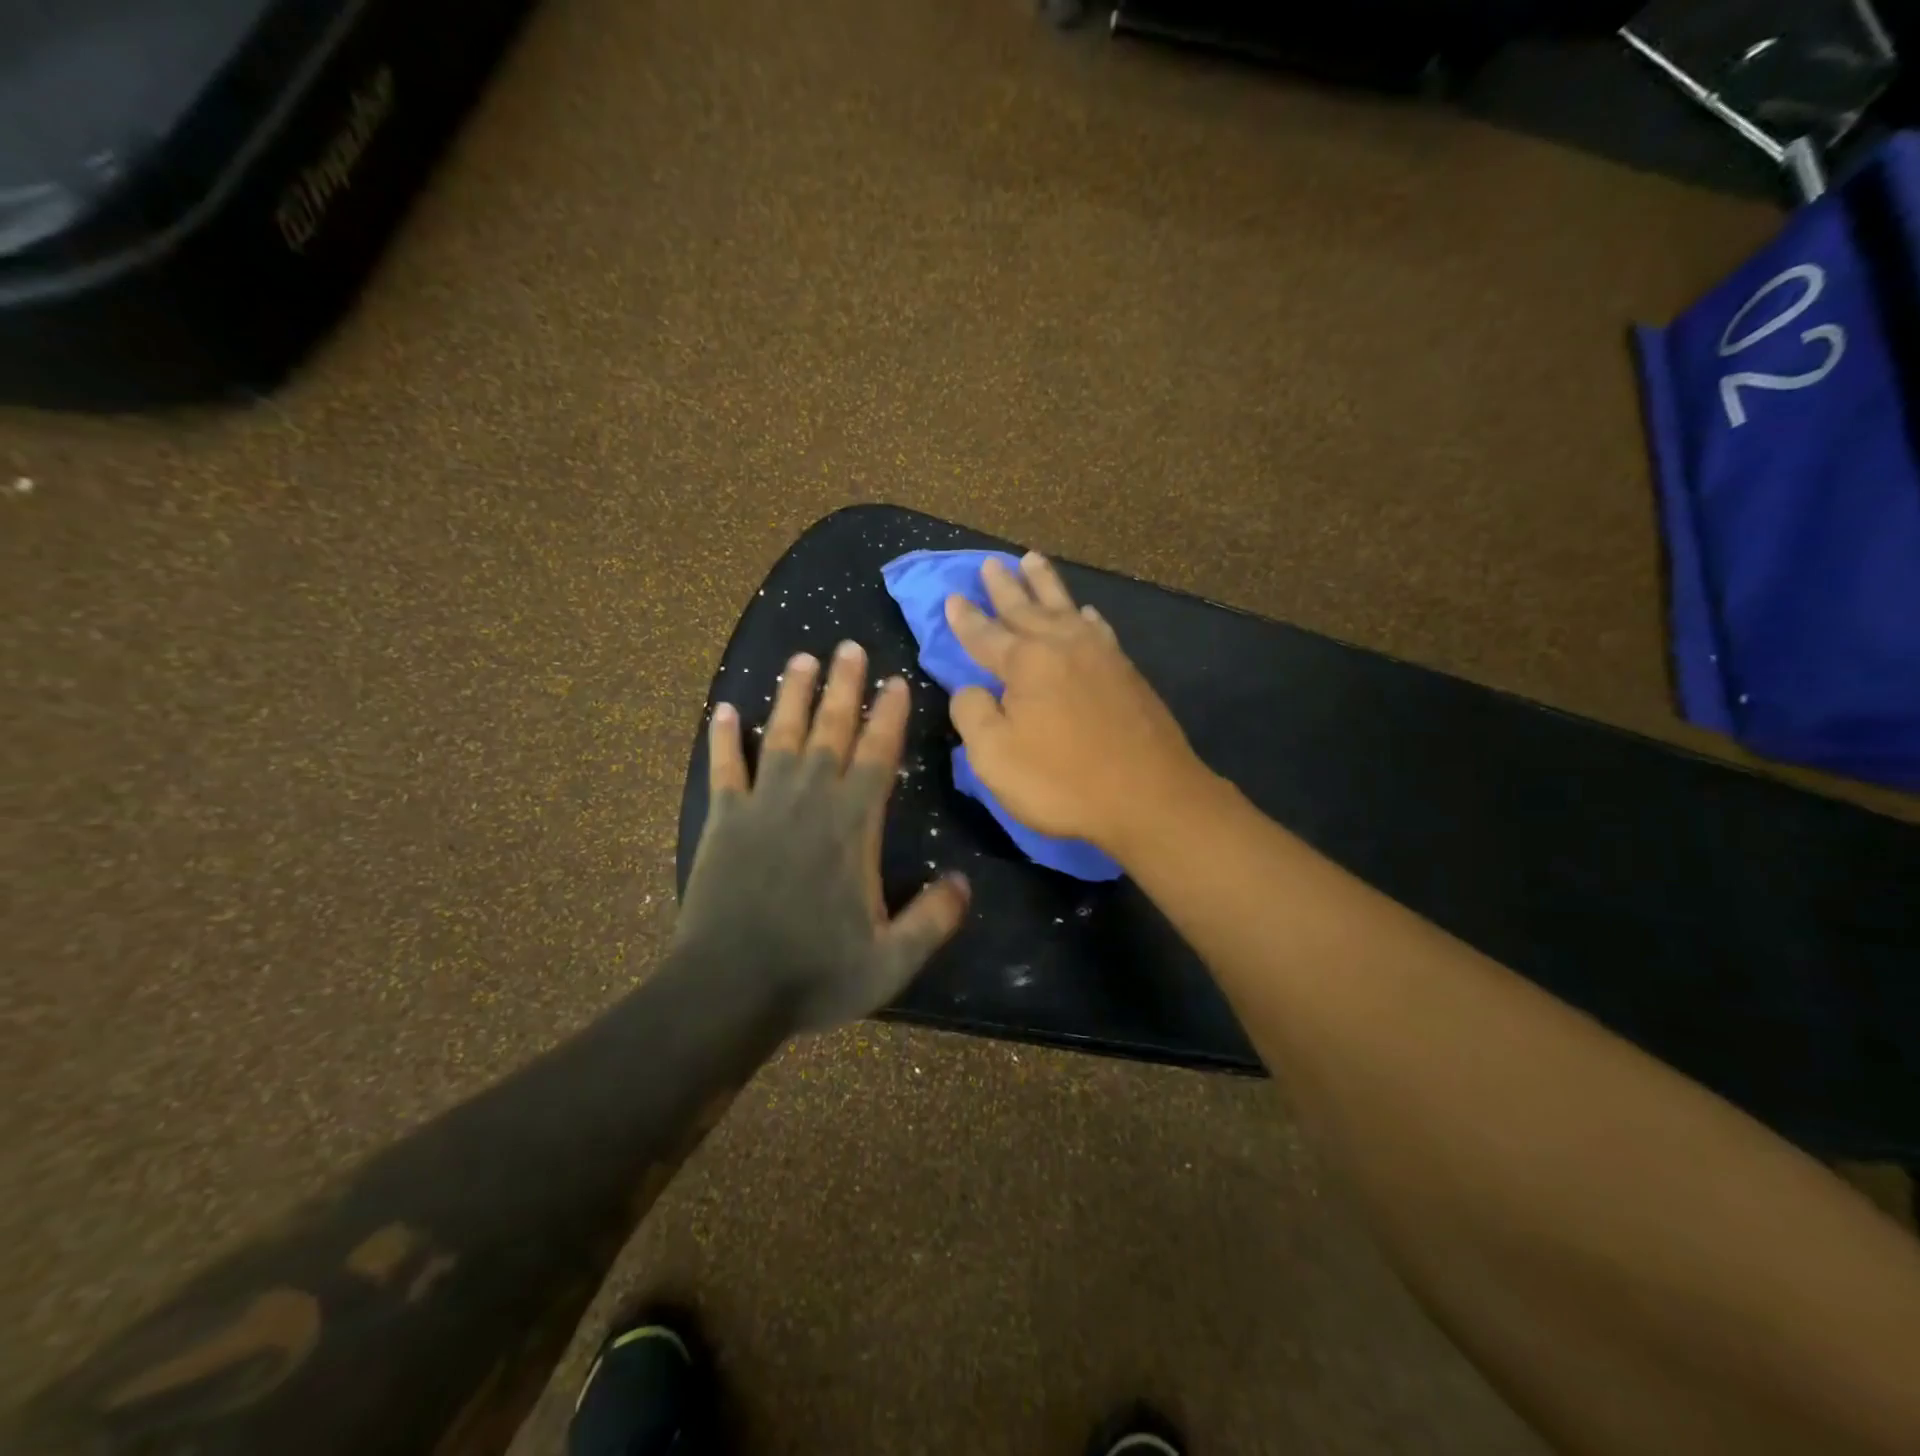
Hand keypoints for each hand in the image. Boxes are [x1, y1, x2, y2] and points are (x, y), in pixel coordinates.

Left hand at [680, 641, 969, 1030]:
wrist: (727, 992)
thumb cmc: (814, 974)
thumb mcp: (891, 961)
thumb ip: (933, 920)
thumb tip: (963, 882)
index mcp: (852, 826)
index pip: (877, 756)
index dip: (889, 716)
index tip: (896, 681)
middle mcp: (809, 801)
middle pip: (831, 730)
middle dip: (843, 686)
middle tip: (849, 647)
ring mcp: (762, 805)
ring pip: (781, 735)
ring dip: (792, 695)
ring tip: (801, 658)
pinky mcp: (724, 820)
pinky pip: (724, 768)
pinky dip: (723, 738)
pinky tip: (723, 709)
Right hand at [944, 552, 1209, 858]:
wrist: (1150, 797)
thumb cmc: (1063, 781)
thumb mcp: (995, 756)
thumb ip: (973, 714)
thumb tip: (970, 689)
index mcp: (1026, 663)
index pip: (986, 634)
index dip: (966, 618)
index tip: (953, 597)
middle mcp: (1063, 646)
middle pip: (1026, 608)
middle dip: (1005, 587)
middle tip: (990, 563)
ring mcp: (1101, 656)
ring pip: (1066, 608)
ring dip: (1045, 585)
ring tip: (1032, 561)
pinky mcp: (1128, 674)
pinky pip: (1100, 629)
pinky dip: (1086, 616)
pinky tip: (1087, 613)